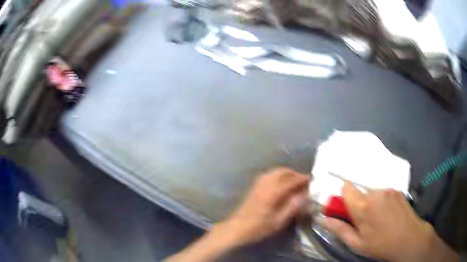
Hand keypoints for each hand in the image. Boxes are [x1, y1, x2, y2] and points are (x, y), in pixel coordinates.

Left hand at [217, 167, 309, 246]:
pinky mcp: (254, 187)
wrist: (237, 228)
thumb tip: (304, 195)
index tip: (311, 180)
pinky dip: (278, 175)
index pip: (291, 180)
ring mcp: (258, 184)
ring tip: (294, 181)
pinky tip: (281, 183)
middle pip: (283, 172)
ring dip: (286, 173)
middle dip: (295, 174)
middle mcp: (266, 184)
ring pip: (275, 171)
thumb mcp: (279, 221)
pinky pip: (269, 175)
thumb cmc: (259, 227)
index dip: (302, 179)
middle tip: (303, 181)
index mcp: (273, 192)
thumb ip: (292, 207)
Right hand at [318, 182, 458, 261]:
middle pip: (360, 193)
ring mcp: (389, 190)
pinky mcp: (397, 190)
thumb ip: (339, 230)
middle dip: (359, 204)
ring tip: (379, 218)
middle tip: (365, 221)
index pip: (347, 188)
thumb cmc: (381, 244)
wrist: (409, 239)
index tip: (345, 209)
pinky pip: (384, 193)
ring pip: (372, 193)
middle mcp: (376, 192)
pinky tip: (389, 214)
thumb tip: (321, 220)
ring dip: (371, 203)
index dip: (343, 196)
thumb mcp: (357, 243)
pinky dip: (382, 201)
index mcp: (364, 206)